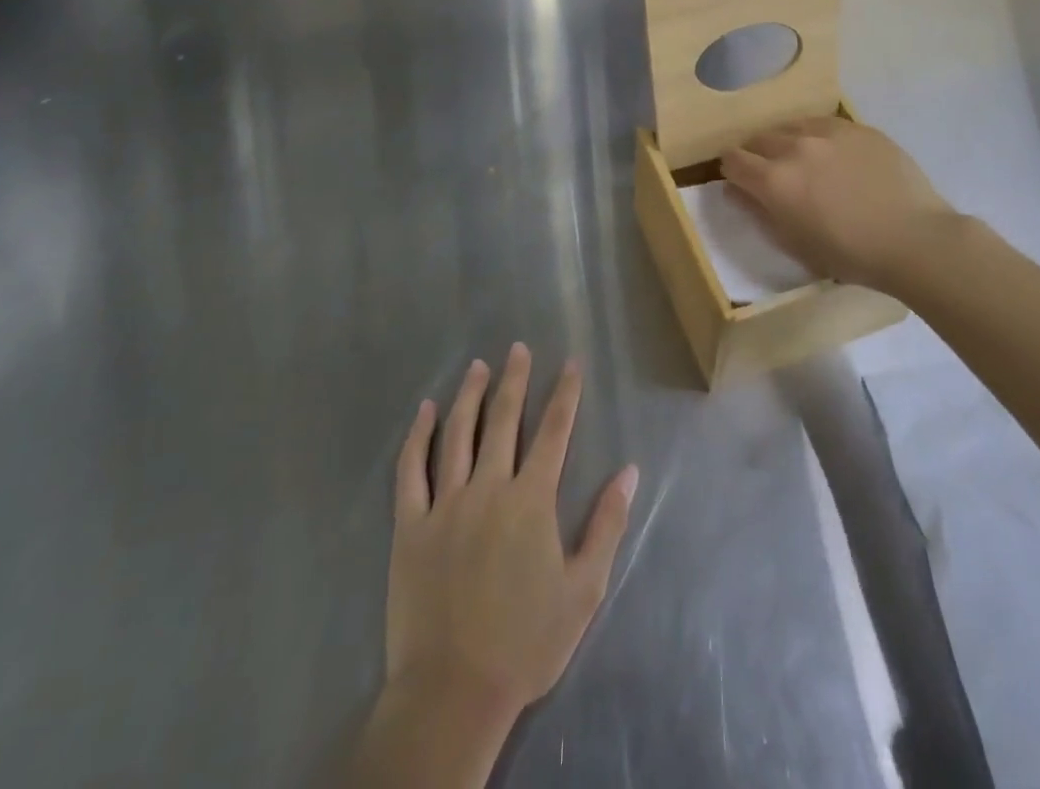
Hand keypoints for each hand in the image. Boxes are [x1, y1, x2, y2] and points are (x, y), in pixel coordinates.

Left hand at [384, 345, 637, 730]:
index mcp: (532, 500)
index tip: (570, 364)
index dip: (565, 394)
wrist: (454, 691)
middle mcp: (489, 487)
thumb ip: (607, 524)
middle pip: (504, 419)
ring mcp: (446, 503)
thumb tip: (628, 471)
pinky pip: (411, 469)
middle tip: (518, 348)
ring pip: (458, 434)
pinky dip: (418, 435)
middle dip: (515, 379)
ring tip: (478, 366)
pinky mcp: (410, 525)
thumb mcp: (584, 589)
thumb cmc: (526, 642)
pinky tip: (425, 411)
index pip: (554, 431)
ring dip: (470, 395)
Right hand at [721, 116, 958, 292]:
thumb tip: (735, 190)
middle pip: (759, 139)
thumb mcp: (795, 243)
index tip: (742, 182)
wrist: (914, 239)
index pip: (733, 160)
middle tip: (773, 174)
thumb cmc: (851, 254)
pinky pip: (825, 124)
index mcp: (774, 180)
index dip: (732, 171)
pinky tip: (834, 154)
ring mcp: (829, 132)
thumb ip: (760, 212)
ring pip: (791, 126)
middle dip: (758, 155)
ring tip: (803, 160)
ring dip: (787, 141)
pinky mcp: (859, 127)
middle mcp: (795, 147)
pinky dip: (819, 136)